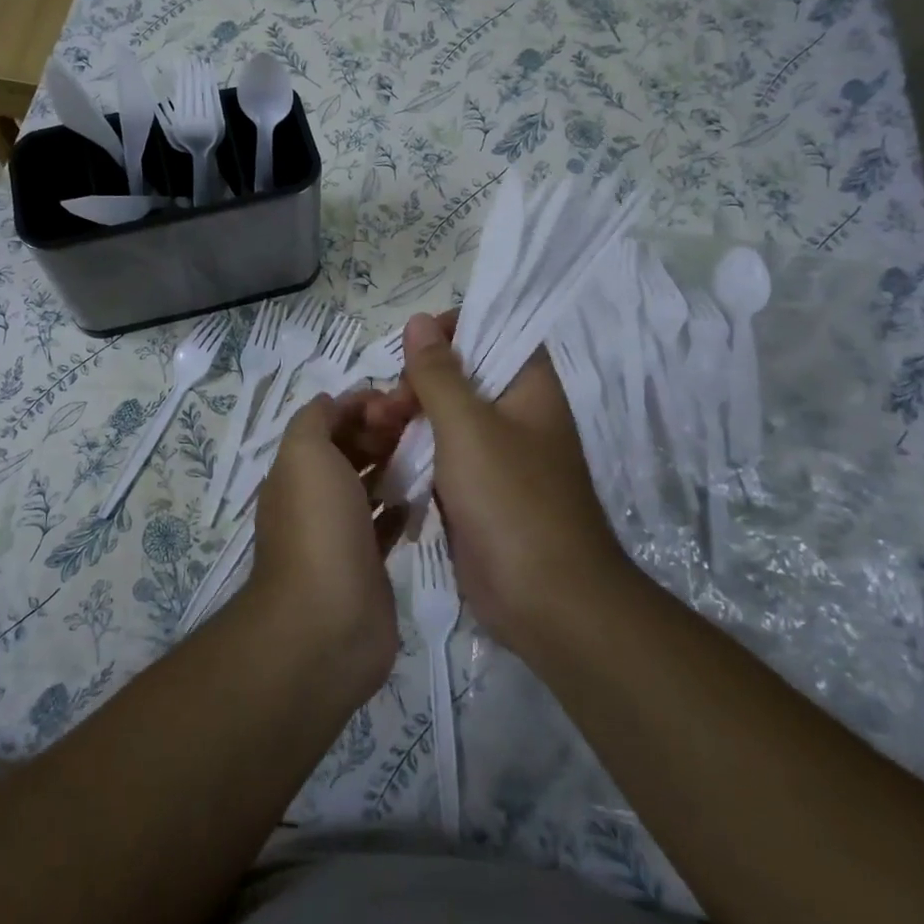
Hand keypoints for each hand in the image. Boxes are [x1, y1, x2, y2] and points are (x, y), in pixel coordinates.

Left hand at [243, 393, 403, 701]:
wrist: (327, 622)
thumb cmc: (318, 527)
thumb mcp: (306, 454)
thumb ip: (315, 421)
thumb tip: (333, 403)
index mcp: (297, 468)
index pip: (328, 422)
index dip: (360, 406)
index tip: (400, 400)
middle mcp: (315, 497)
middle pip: (350, 451)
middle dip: (380, 432)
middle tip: (422, 425)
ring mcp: (340, 533)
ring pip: (368, 486)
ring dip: (393, 466)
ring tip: (431, 452)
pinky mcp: (366, 564)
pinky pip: (384, 524)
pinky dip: (400, 506)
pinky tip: (423, 496)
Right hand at [368, 312, 626, 654]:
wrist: (547, 602)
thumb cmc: (512, 500)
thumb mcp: (468, 426)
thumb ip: (439, 373)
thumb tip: (420, 321)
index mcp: (528, 387)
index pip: (495, 332)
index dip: (455, 330)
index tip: (414, 347)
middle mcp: (516, 414)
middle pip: (461, 376)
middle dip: (418, 382)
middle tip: (389, 407)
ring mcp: (496, 456)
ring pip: (445, 418)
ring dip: (410, 420)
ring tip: (376, 432)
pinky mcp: (477, 492)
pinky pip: (441, 457)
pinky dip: (415, 454)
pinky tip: (385, 460)